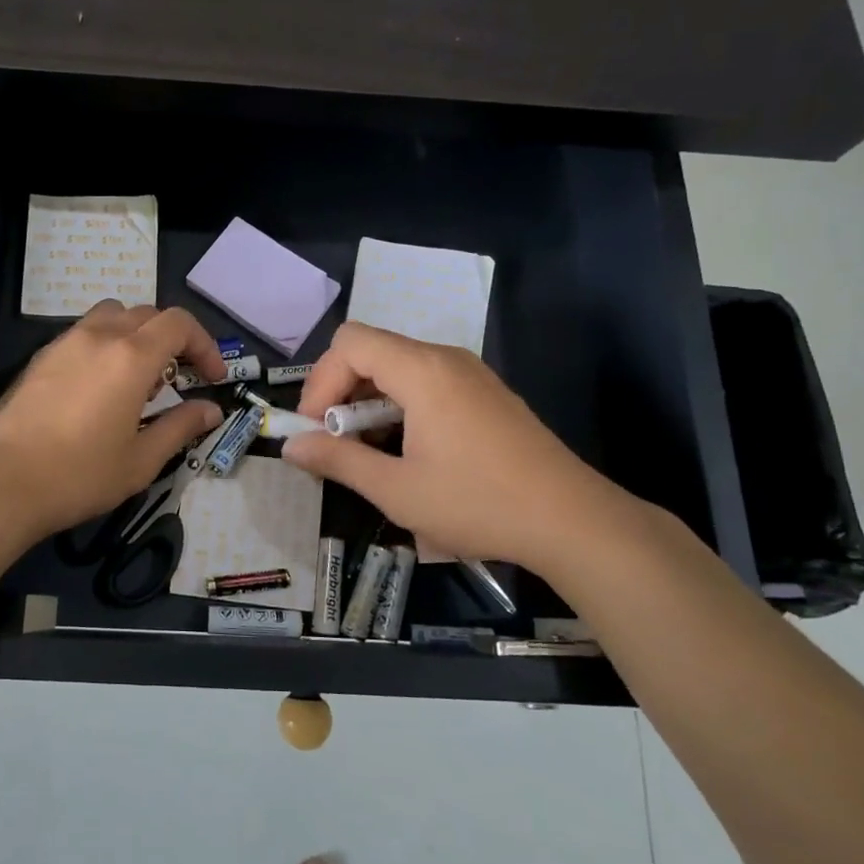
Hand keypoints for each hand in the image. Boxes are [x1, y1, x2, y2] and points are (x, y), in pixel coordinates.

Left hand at [0, 302, 227, 537]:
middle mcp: (99, 336)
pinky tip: (102, 384)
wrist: (2, 482)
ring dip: (137, 334)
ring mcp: (66, 342)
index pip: (178, 324)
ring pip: (113, 315)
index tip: (211, 378)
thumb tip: (210, 410)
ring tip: (140, 375)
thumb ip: (181, 427)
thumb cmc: (80, 475)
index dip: (204, 345)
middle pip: (148, 314)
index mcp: (131, 357)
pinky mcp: (42, 356)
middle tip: (181, 378)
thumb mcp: (141, 460)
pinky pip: (85, 331)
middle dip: (174, 339)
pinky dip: (107, 343)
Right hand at [283, 322, 636, 573]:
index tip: (317, 429)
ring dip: (370, 402)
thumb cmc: (478, 503)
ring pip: (399, 367)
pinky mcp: (487, 394)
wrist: (573, 521)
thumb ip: (338, 461)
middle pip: (372, 350)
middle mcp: (446, 359)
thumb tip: (290, 447)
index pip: (350, 342)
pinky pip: (427, 382)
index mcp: (422, 370)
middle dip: (342, 392)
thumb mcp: (397, 490)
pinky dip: (401, 405)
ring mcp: (471, 374)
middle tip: (338, 444)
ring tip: (371, 453)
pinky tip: (410, 451)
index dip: (321, 380)